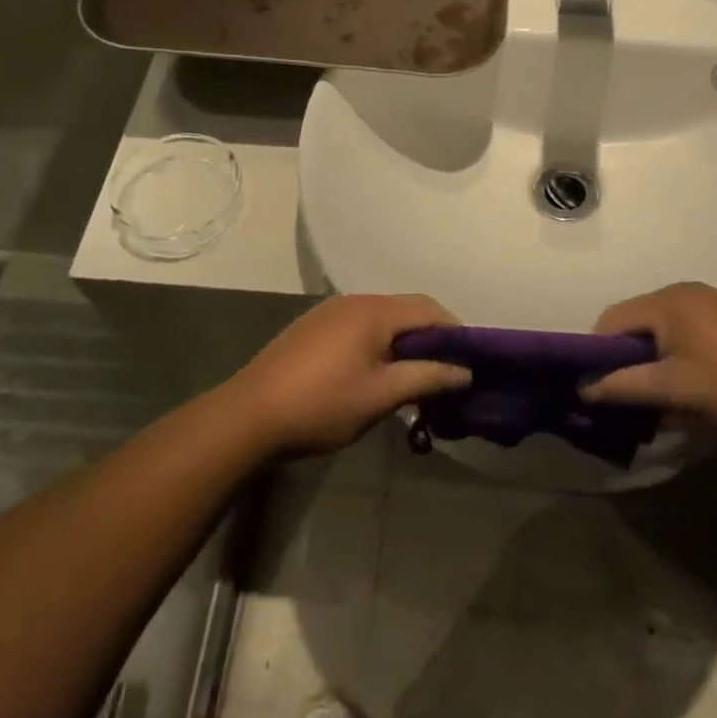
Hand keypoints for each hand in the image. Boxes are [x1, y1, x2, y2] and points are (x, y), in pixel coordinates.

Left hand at [223, 294, 469, 455]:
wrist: (248, 416)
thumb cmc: (322, 404)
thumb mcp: (382, 395)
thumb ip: (427, 378)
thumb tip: (465, 371)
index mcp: (374, 311)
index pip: (429, 308)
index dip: (455, 332)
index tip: (469, 362)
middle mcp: (353, 301)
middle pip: (406, 311)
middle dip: (430, 340)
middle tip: (444, 376)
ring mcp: (328, 313)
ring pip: (382, 321)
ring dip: (403, 345)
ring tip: (413, 380)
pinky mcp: (311, 329)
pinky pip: (358, 329)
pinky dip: (378, 346)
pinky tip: (374, 376)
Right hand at [581, 283, 716, 429]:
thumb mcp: (672, 388)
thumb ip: (622, 385)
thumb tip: (584, 387)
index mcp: (665, 301)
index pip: (610, 320)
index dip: (596, 352)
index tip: (599, 385)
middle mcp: (682, 290)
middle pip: (635, 320)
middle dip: (626, 356)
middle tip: (629, 391)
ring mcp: (708, 299)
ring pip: (660, 326)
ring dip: (653, 355)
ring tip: (660, 389)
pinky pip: (684, 326)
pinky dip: (676, 349)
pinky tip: (690, 377)